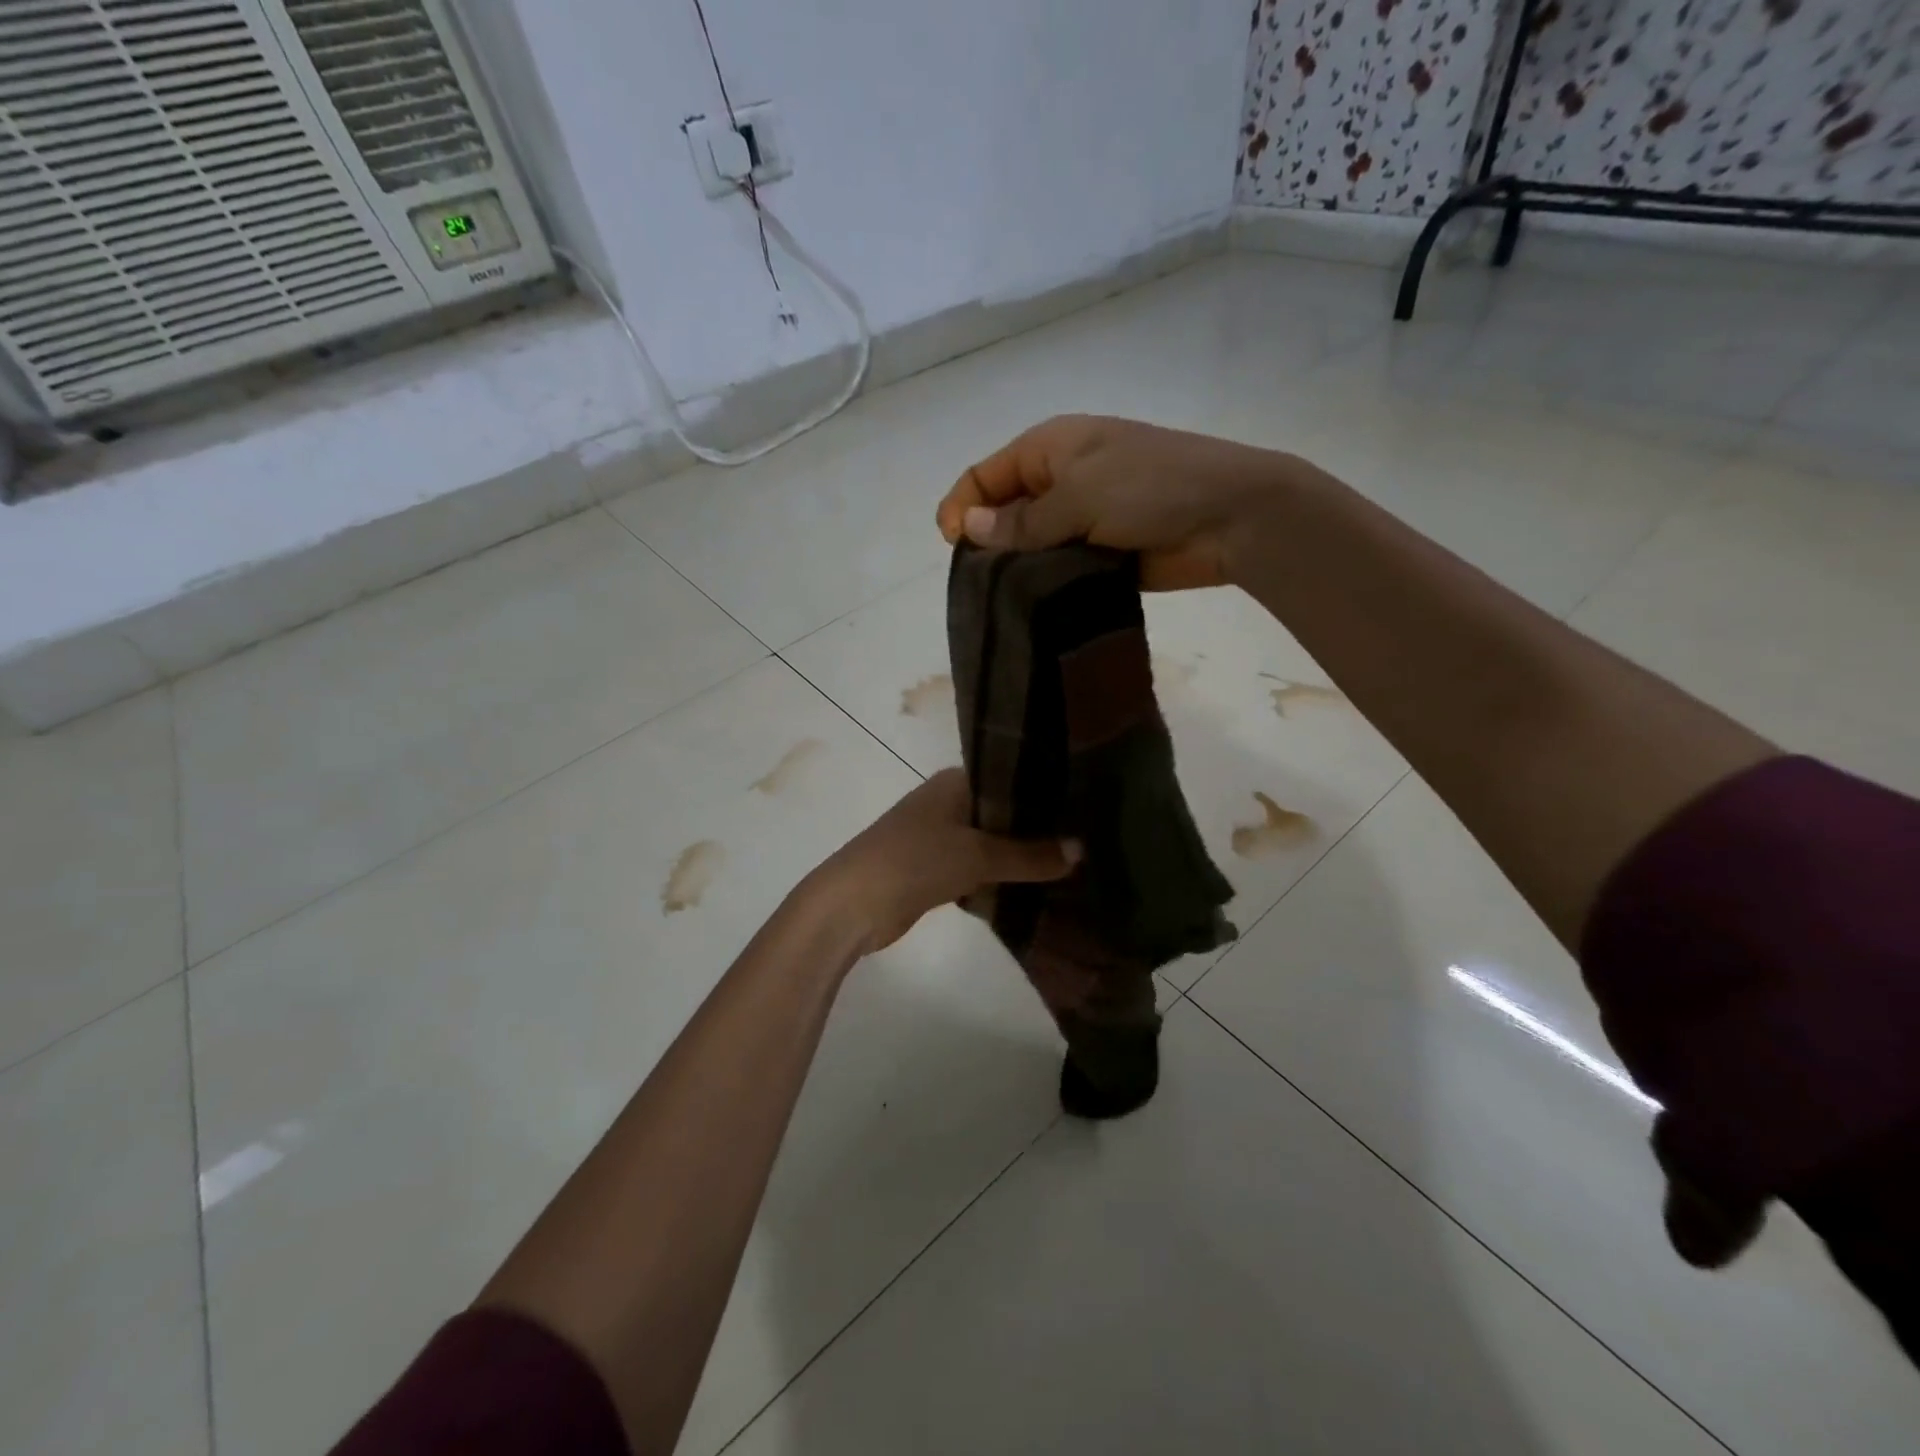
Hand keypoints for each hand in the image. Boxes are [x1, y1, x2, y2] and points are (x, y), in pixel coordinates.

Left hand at [809, 769, 1079, 954]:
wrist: (852, 903)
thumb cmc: (916, 860)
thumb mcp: (979, 855)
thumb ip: (1030, 855)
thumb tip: (1081, 850)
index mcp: (954, 783)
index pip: (1008, 778)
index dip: (1043, 793)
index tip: (1082, 808)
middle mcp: (944, 803)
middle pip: (999, 813)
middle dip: (1034, 830)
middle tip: (1082, 842)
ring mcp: (934, 837)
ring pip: (987, 844)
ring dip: (1015, 858)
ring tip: (1066, 867)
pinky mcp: (929, 871)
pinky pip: (973, 870)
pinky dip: (995, 879)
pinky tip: (1028, 891)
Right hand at [935, 414, 1298, 590]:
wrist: (1229, 517)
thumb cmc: (1151, 486)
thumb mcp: (1080, 494)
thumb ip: (1024, 520)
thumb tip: (967, 531)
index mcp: (1050, 448)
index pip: (987, 474)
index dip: (962, 505)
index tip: (951, 546)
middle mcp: (1060, 481)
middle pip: (1004, 513)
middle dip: (988, 542)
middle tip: (981, 581)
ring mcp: (1081, 520)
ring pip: (1031, 547)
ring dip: (1018, 569)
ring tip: (1004, 599)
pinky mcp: (1100, 556)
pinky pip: (1059, 571)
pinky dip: (1046, 586)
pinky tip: (1033, 607)